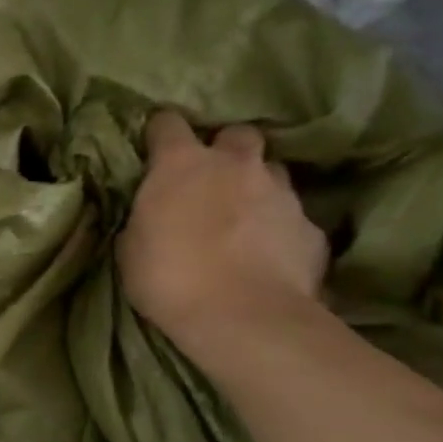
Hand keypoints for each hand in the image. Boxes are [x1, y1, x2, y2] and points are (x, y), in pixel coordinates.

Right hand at [117, 112, 327, 343]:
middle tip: (212, 178)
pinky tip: (270, 255)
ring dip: (257, 186)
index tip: (155, 147)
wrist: (243, 318)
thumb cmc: (169, 278)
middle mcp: (235, 165)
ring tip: (245, 217)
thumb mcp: (131, 249)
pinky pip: (294, 217)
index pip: (168, 122)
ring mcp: (280, 193)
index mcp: (182, 164)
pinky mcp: (311, 229)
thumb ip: (143, 219)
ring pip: (272, 171)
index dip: (161, 132)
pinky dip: (281, 228)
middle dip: (225, 149)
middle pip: (236, 134)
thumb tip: (149, 216)